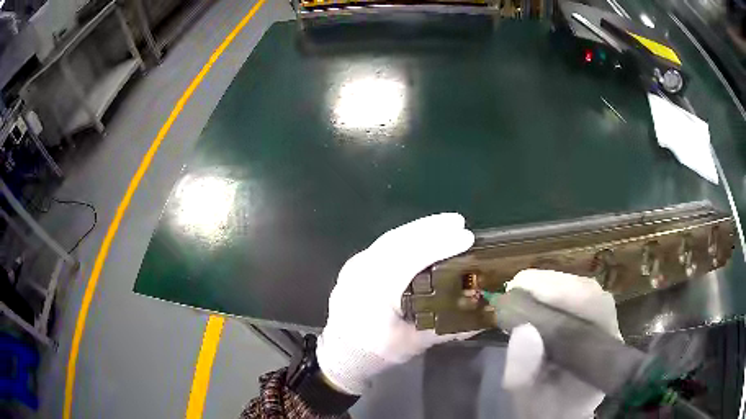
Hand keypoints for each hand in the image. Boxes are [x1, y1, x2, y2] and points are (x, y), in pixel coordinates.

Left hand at [316, 213, 474, 394]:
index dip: (439, 245)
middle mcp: (361, 272)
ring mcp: (355, 266)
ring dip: (419, 228)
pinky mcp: (356, 266)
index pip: (409, 260)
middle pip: (398, 241)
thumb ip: (446, 330)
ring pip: (390, 239)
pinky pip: (383, 245)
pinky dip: (406, 236)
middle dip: (431, 228)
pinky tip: (422, 235)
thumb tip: (482, 320)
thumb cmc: (375, 353)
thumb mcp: (412, 345)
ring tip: (446, 223)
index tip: (465, 236)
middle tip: (459, 221)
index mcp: (374, 293)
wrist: (340, 354)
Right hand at [502, 269, 621, 418]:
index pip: (594, 308)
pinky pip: (576, 299)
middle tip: (516, 285)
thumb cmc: (546, 409)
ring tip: (521, 289)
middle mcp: (608, 333)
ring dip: (551, 285)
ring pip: (583, 291)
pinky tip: (532, 296)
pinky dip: (552, 293)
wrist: (558, 414)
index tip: (523, 287)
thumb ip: (525, 374)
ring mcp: (602, 325)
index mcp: (603, 355)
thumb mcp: (528, 399)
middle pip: (589, 293)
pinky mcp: (590, 322)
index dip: (562, 292)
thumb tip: (523, 329)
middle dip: (552, 284)